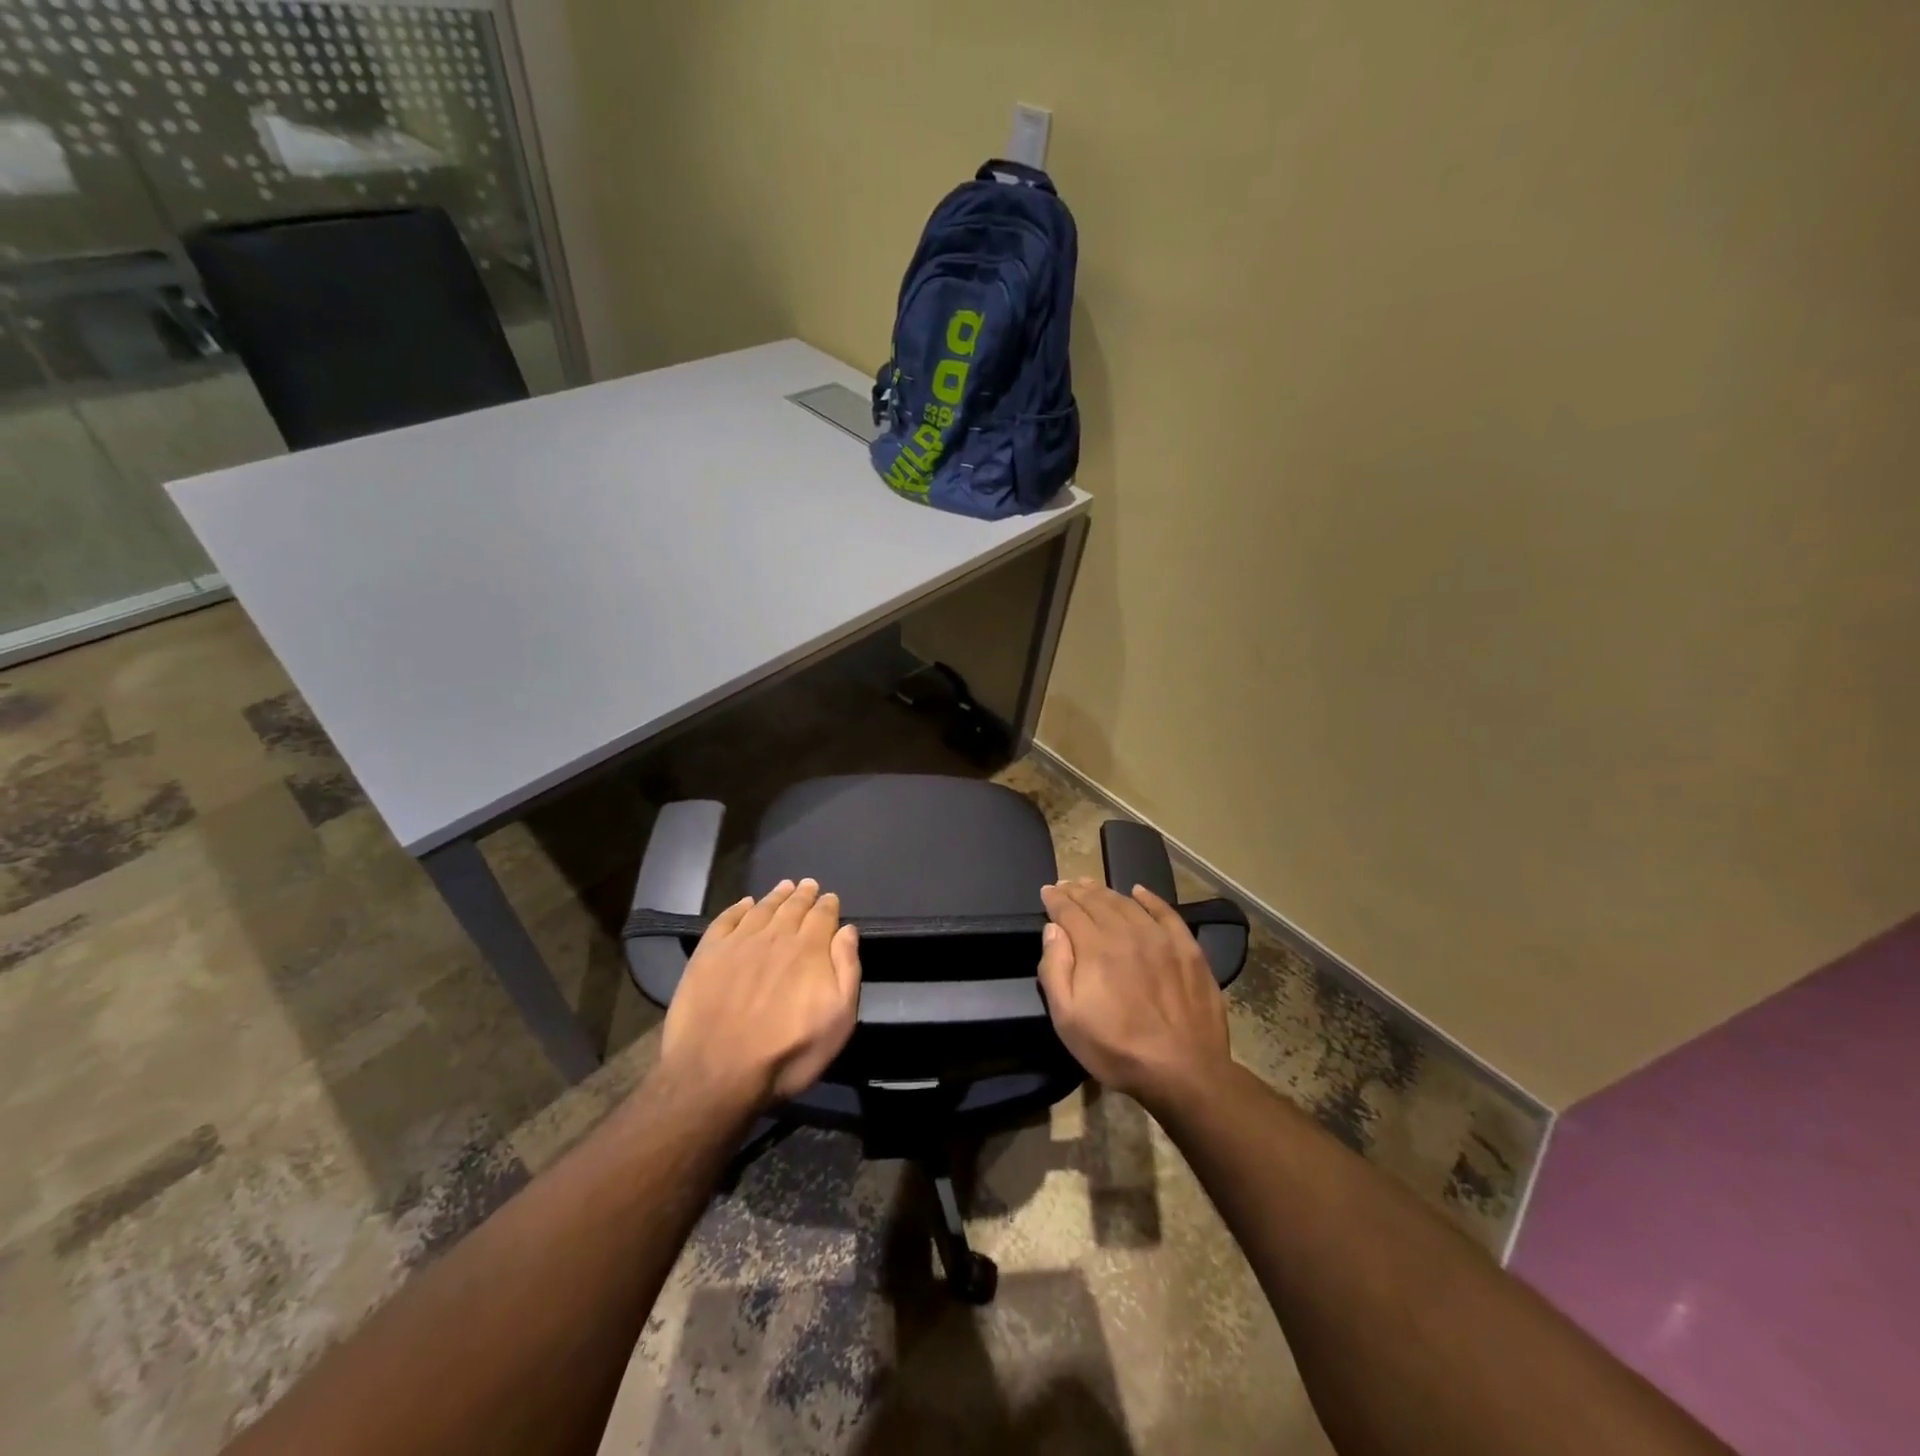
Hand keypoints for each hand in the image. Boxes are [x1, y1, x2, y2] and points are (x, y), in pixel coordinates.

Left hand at [659, 879, 861, 1111]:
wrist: (717, 1072)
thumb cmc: (787, 1053)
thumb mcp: (837, 1020)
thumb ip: (846, 970)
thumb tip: (847, 931)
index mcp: (809, 949)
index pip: (822, 916)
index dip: (828, 905)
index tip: (830, 897)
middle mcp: (775, 936)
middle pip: (792, 907)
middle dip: (803, 895)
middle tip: (808, 884)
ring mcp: (738, 943)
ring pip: (762, 909)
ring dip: (775, 896)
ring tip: (784, 886)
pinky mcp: (708, 954)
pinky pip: (726, 920)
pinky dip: (738, 908)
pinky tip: (745, 904)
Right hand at [1038, 878, 1230, 1108]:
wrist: (1184, 1070)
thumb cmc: (1117, 1049)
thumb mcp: (1068, 1019)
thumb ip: (1055, 969)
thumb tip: (1053, 929)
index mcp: (1095, 947)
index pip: (1069, 911)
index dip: (1055, 899)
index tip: (1047, 891)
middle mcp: (1126, 932)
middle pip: (1097, 901)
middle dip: (1078, 891)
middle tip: (1067, 885)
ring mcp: (1160, 938)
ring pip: (1127, 904)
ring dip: (1106, 892)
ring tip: (1092, 886)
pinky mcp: (1188, 949)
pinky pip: (1165, 913)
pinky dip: (1150, 899)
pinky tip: (1139, 892)